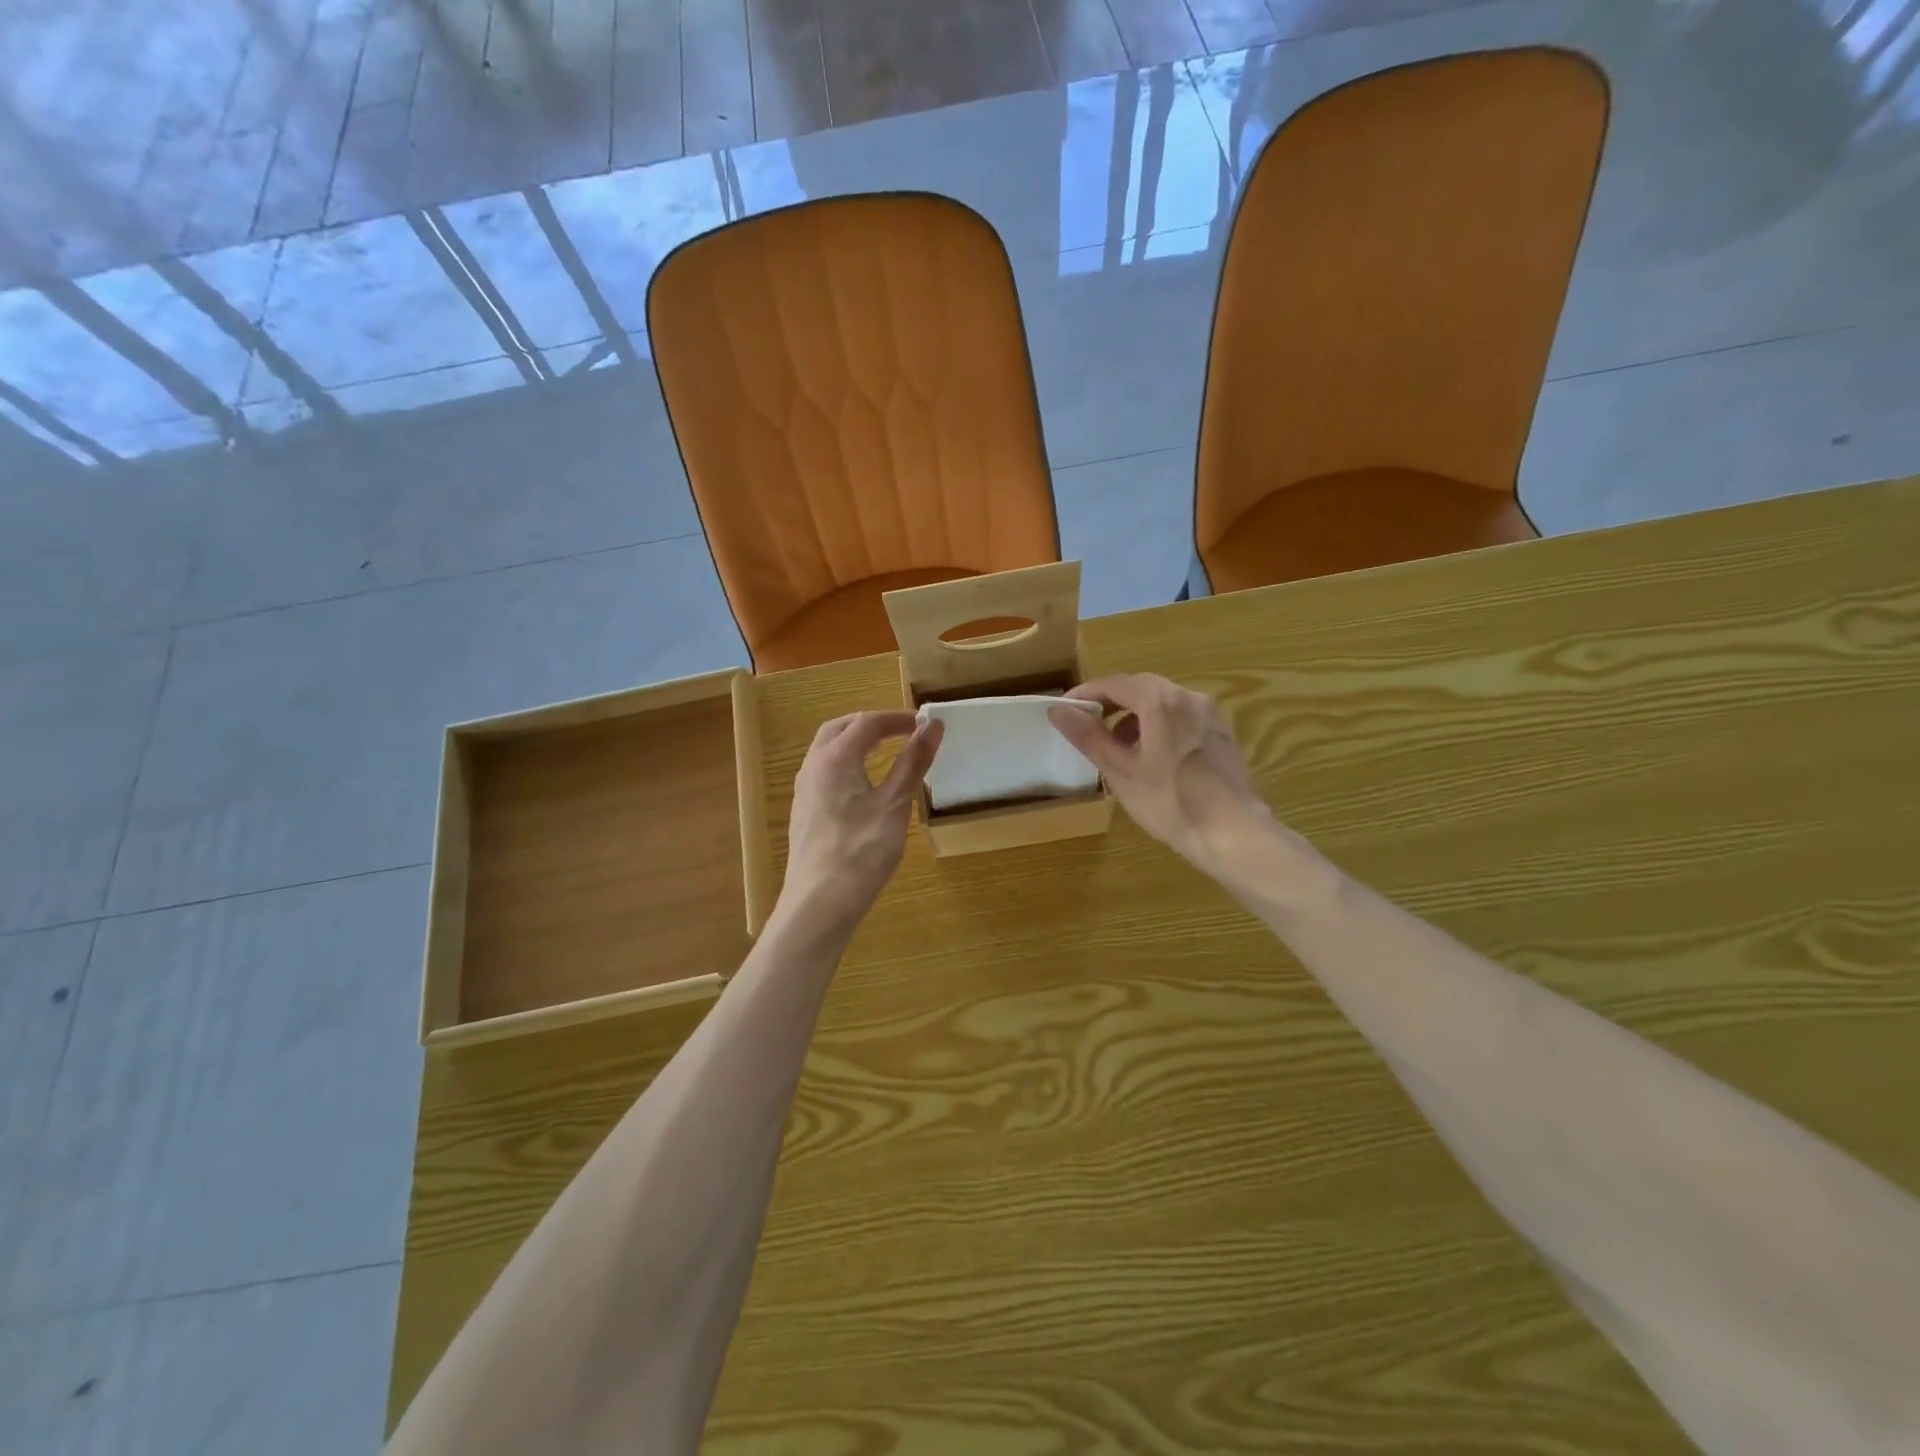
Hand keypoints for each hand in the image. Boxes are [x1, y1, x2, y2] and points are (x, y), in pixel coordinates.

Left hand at [781, 710, 941, 933]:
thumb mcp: (895, 804)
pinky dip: (846, 763)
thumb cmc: (862, 852)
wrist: (819, 904)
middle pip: (840, 729)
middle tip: (902, 731)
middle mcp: (812, 766)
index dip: (896, 718)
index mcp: (834, 758)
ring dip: (856, 742)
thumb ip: (913, 762)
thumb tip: (932, 725)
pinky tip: (864, 786)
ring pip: (828, 750)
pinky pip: (824, 772)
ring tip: (886, 752)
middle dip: (871, 724)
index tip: (923, 724)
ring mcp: (804, 790)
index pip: (866, 722)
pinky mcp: (804, 811)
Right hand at [1049, 674, 1272, 876]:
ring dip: (1136, 716)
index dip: (1086, 693)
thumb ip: (1088, 736)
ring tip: (1119, 747)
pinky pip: (1182, 718)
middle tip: (1089, 726)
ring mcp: (1210, 715)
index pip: (1115, 684)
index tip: (1065, 709)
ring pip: (1164, 703)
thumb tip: (1058, 711)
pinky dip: (1160, 726)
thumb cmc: (1171, 802)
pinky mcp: (1222, 734)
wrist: (1235, 834)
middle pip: (1142, 688)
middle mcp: (1189, 697)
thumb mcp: (1121, 771)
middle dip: (1112, 703)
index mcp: (1161, 702)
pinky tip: (1152, 757)